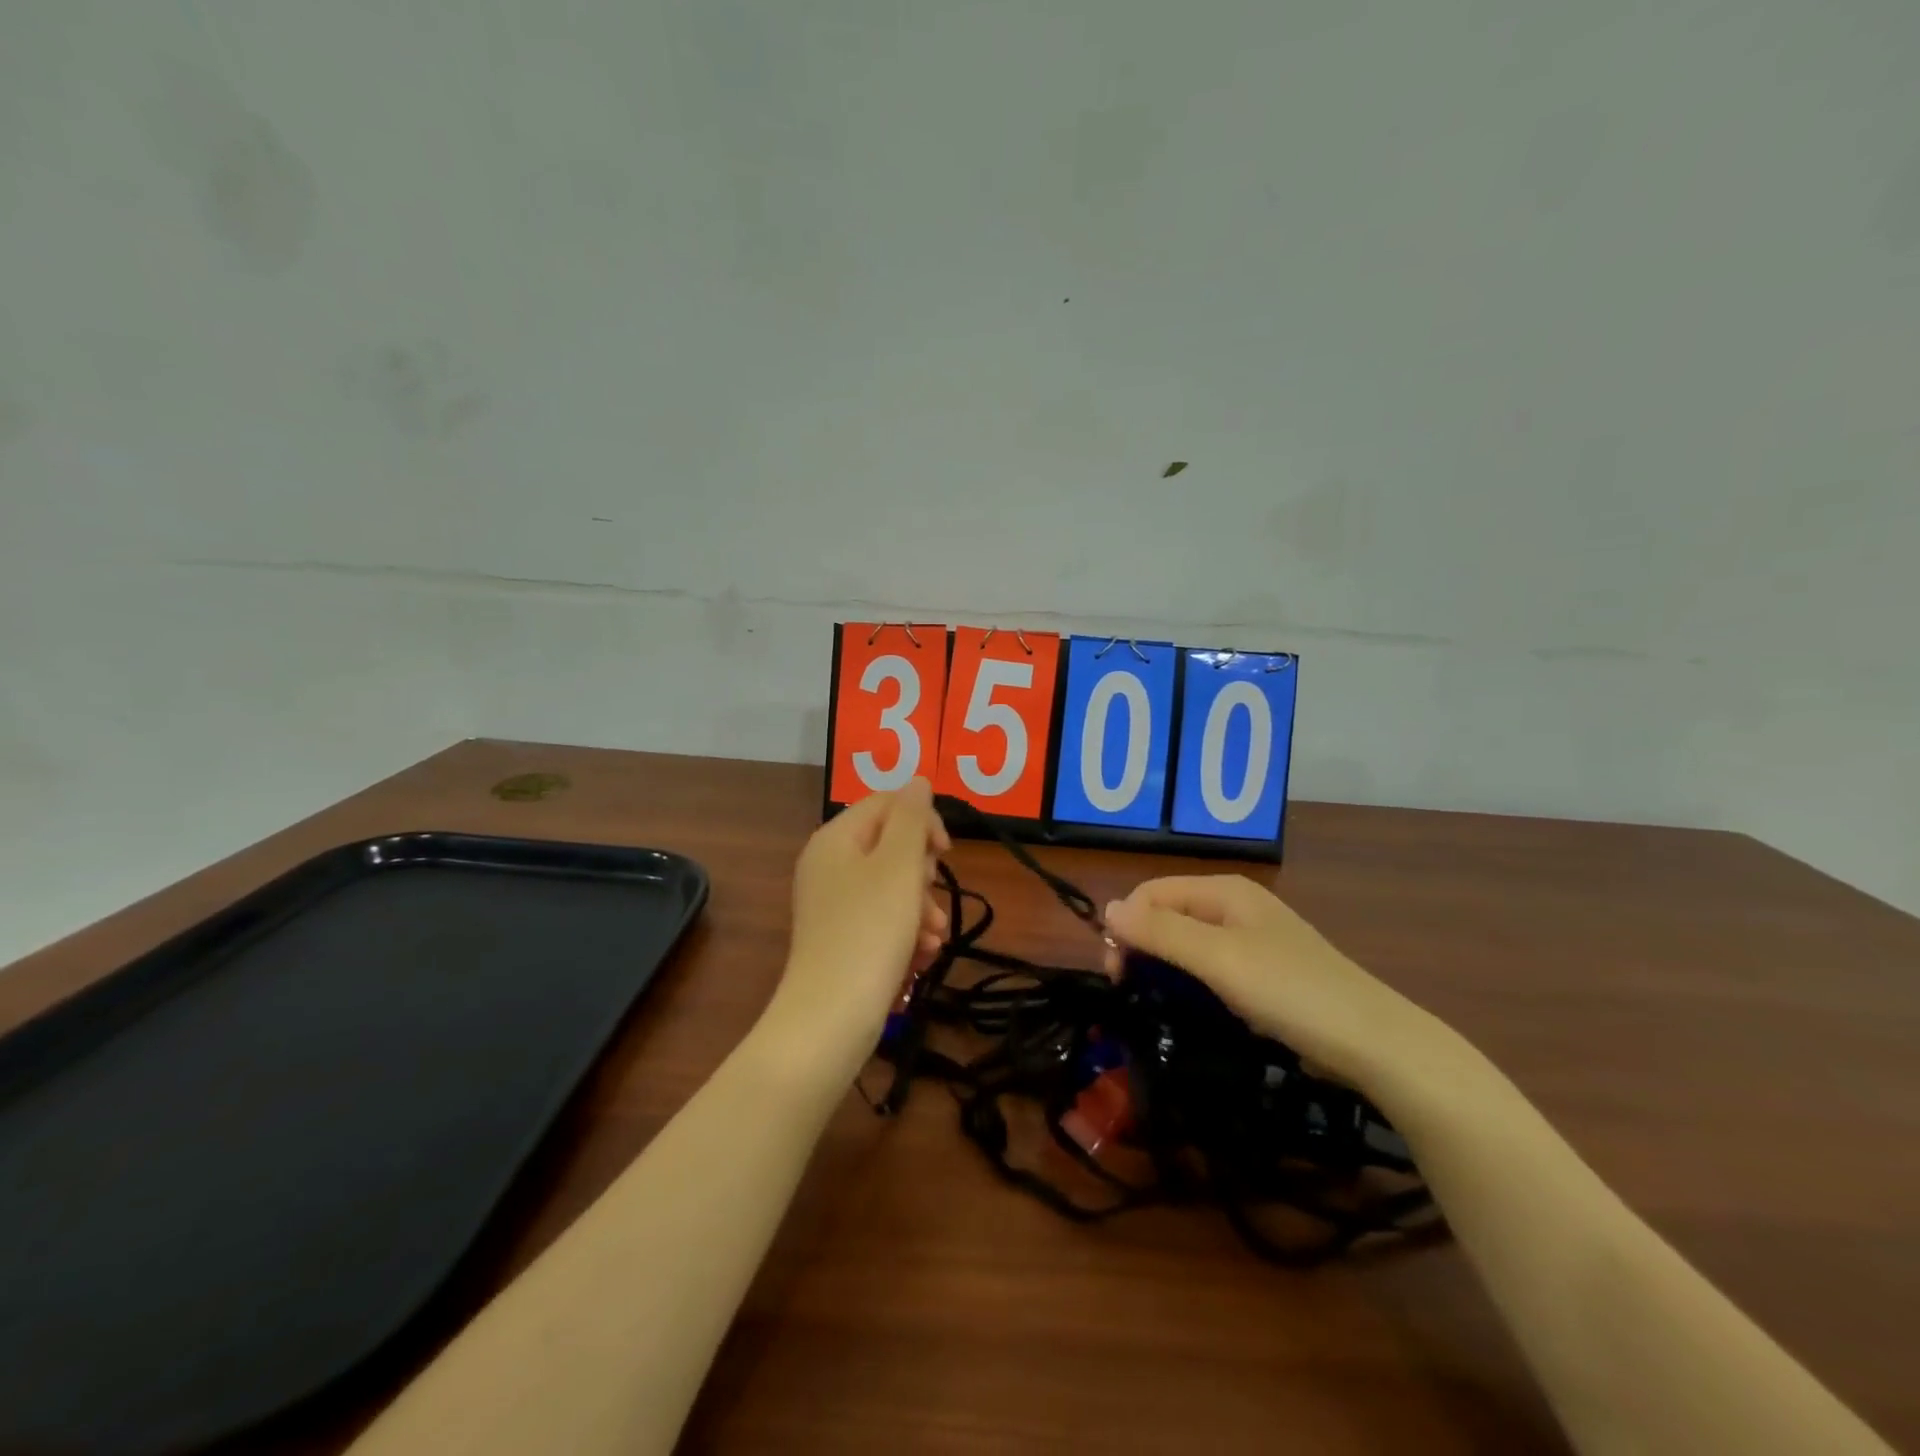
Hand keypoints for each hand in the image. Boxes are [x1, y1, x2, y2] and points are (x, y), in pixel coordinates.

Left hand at [766, 779, 950, 1064]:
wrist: (831, 1018)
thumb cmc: (870, 931)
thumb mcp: (898, 866)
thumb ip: (911, 818)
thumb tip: (918, 781)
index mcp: (835, 839)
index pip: (887, 804)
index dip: (922, 821)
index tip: (945, 852)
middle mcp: (828, 865)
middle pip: (891, 847)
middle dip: (923, 873)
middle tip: (931, 897)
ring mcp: (833, 905)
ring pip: (892, 888)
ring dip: (921, 908)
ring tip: (933, 938)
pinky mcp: (841, 939)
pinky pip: (882, 920)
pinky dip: (905, 933)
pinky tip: (921, 956)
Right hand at [1102, 875, 1450, 1093]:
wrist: (1375, 1043)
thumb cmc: (1291, 992)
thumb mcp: (1219, 959)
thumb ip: (1161, 933)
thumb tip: (1107, 909)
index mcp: (1224, 890)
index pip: (1151, 892)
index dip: (1126, 925)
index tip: (1116, 974)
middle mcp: (1235, 905)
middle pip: (1168, 914)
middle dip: (1142, 945)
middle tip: (1130, 991)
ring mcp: (1253, 938)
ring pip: (1188, 942)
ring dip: (1164, 966)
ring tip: (1157, 1002)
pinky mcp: (1265, 971)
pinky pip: (1211, 965)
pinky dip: (1192, 981)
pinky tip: (1195, 1006)